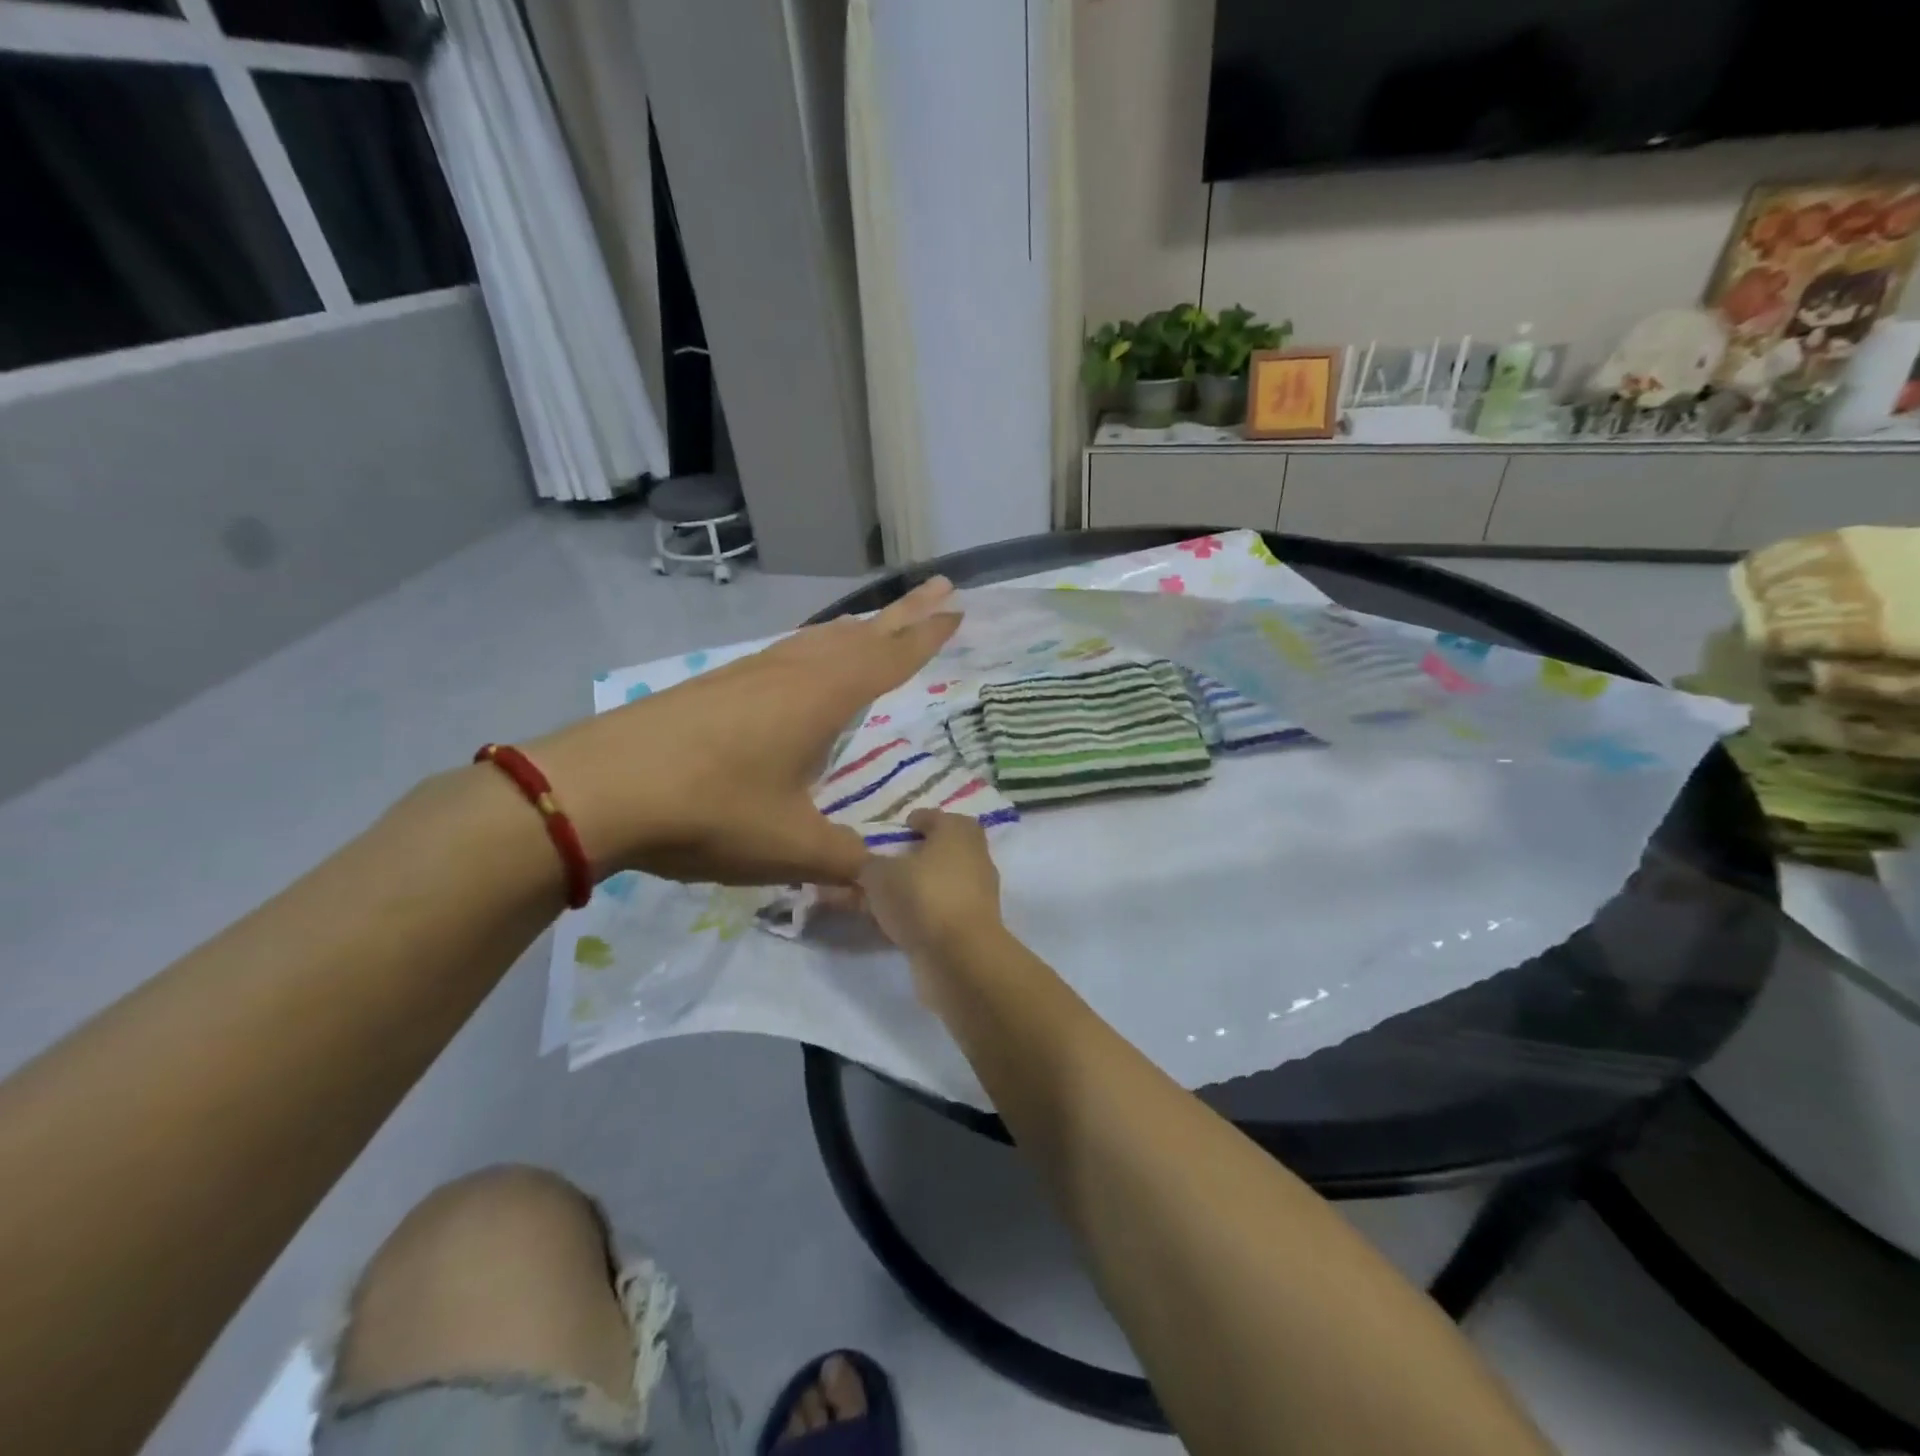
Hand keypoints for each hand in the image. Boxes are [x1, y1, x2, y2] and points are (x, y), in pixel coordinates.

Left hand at [527, 578, 959, 885]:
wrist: (598, 789)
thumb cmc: (710, 811)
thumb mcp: (789, 848)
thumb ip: (844, 861)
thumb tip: (881, 878)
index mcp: (821, 698)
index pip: (889, 657)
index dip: (926, 634)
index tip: (955, 604)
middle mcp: (790, 673)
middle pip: (859, 635)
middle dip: (903, 614)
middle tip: (938, 588)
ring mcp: (747, 674)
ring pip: (817, 640)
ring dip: (855, 630)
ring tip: (877, 625)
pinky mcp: (714, 687)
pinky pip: (783, 655)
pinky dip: (813, 649)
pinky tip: (803, 667)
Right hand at [857, 810, 1004, 964]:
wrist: (959, 956)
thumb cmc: (922, 897)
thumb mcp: (880, 875)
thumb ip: (869, 865)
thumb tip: (867, 865)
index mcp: (957, 832)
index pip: (938, 817)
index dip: (918, 820)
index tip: (903, 826)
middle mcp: (974, 858)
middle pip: (946, 848)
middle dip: (923, 852)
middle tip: (895, 859)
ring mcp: (978, 894)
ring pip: (944, 882)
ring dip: (921, 885)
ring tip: (888, 895)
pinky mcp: (974, 926)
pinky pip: (943, 910)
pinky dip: (924, 912)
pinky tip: (898, 922)